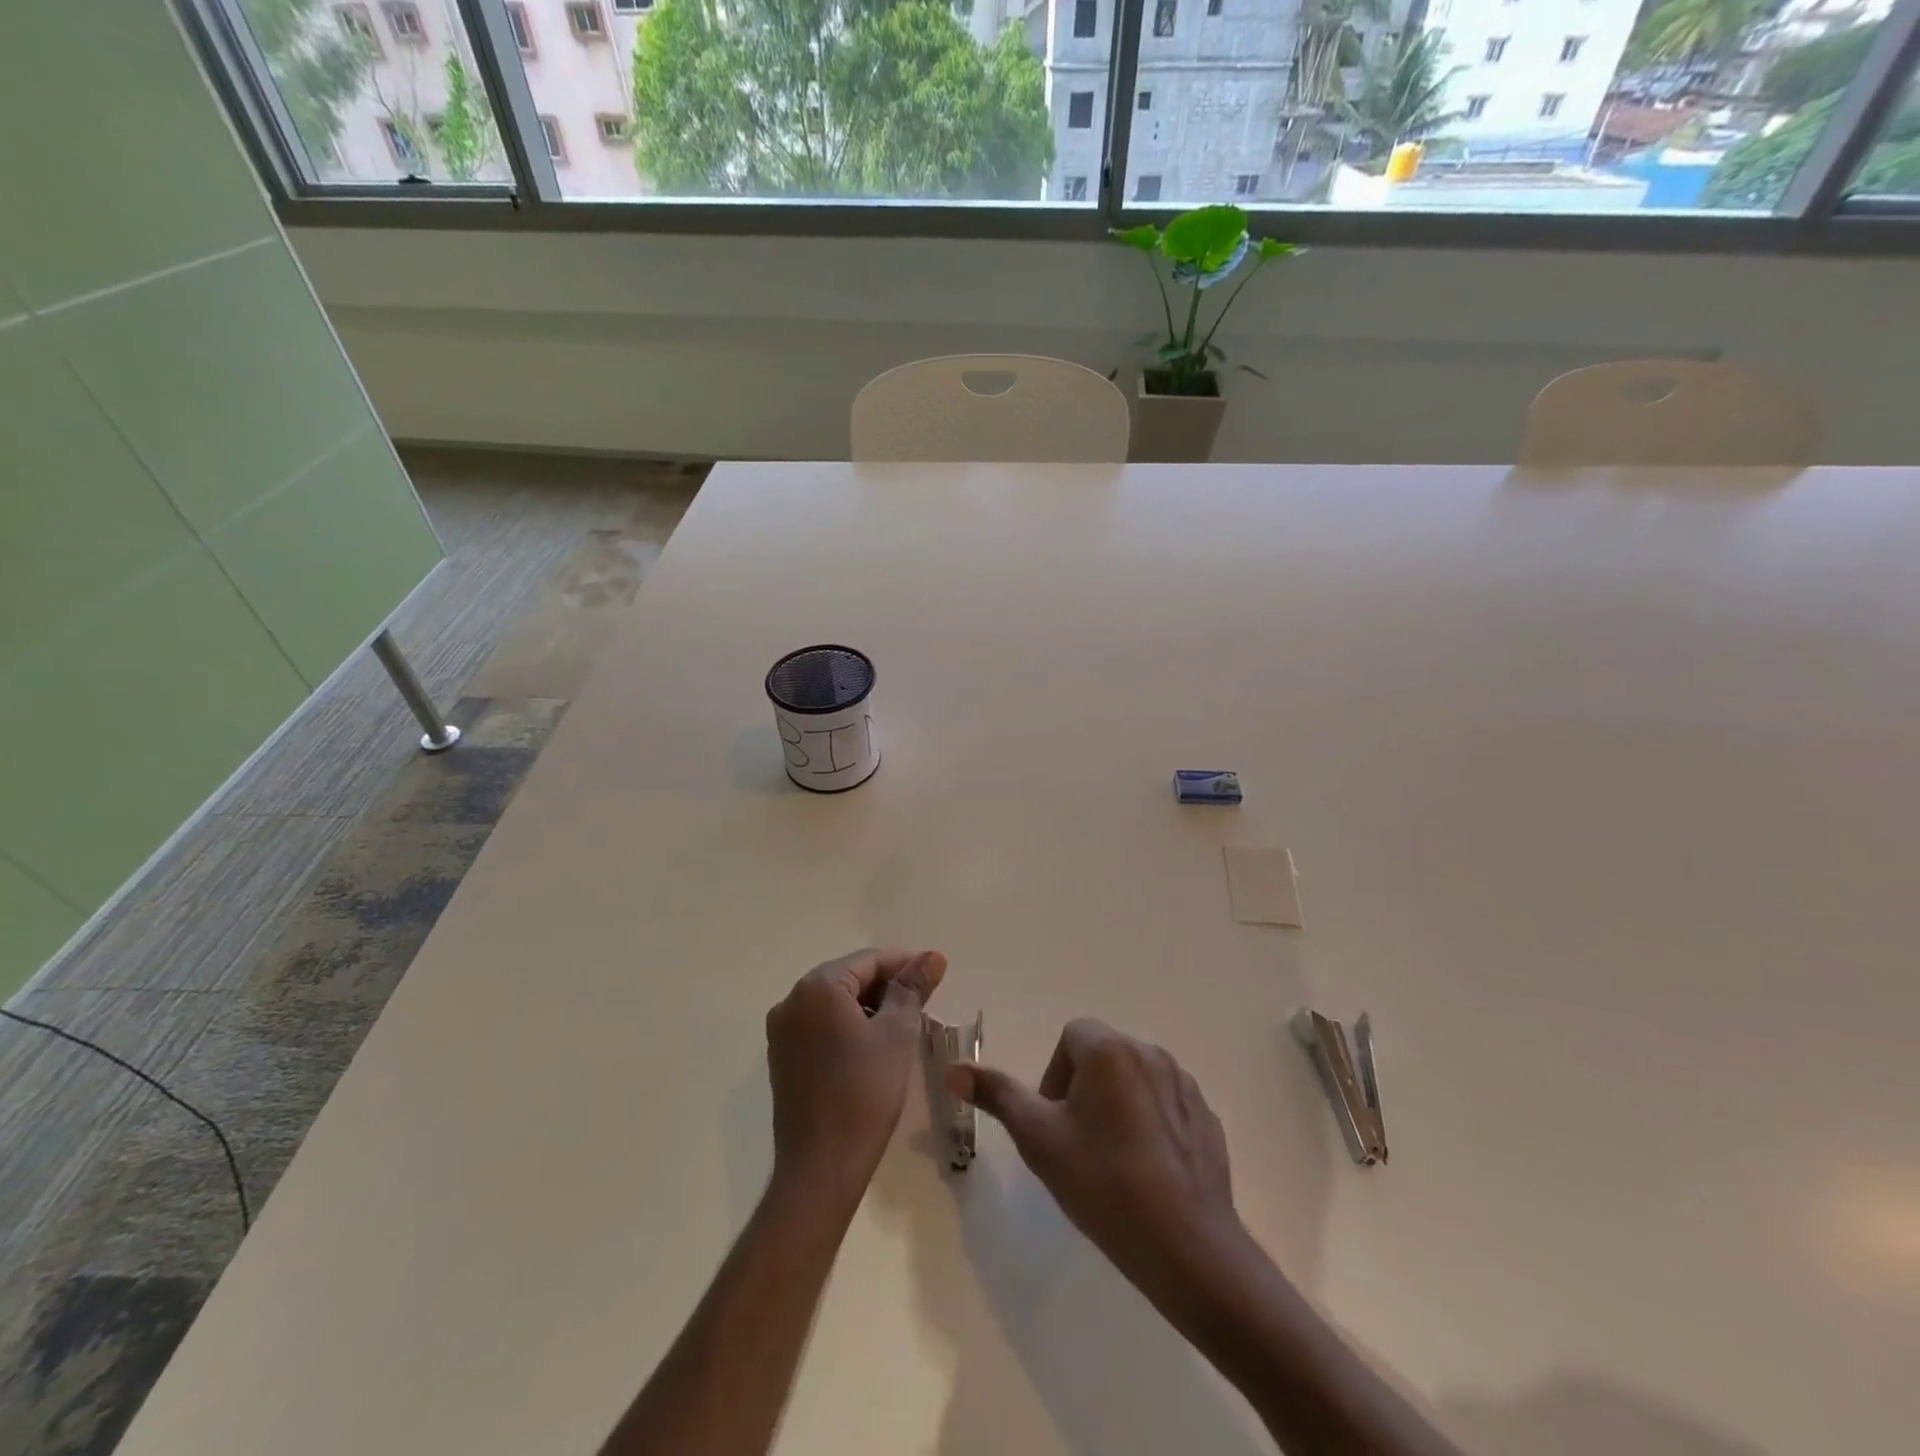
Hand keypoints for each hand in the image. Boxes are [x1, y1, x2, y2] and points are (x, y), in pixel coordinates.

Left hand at [766, 948, 946, 1199]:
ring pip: (834, 1003)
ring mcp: (782, 1032)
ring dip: (870, 1007)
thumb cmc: (865, 1092)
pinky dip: (849, 1026)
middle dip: (887, 985)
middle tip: (924, 1001)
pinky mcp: (782, 1059)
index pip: (868, 960)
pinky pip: (821, 1026)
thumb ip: (913, 988)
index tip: (936, 974)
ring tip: (906, 1023)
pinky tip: (875, 1045)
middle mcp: (792, 1001)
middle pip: (848, 978)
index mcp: (817, 988)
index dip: (905, 964)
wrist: (821, 1167)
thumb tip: (933, 956)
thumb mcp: (898, 1033)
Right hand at [947, 1019, 1248, 1313]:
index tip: (1054, 1121)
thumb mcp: (1039, 1139)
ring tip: (1112, 1160)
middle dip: (1084, 1089)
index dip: (1054, 1075)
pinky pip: (1166, 1105)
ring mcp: (1185, 1085)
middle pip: (1103, 1055)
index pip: (1071, 1036)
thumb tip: (953, 1069)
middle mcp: (1151, 1053)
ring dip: (1117, 1104)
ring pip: (1135, 1079)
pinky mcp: (1207, 1117)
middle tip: (1077, 1144)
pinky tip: (1147, 1171)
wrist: (1187, 1246)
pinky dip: (1151, 1124)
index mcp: (1110, 1050)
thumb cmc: (1104, 1184)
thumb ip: (997, 1095)